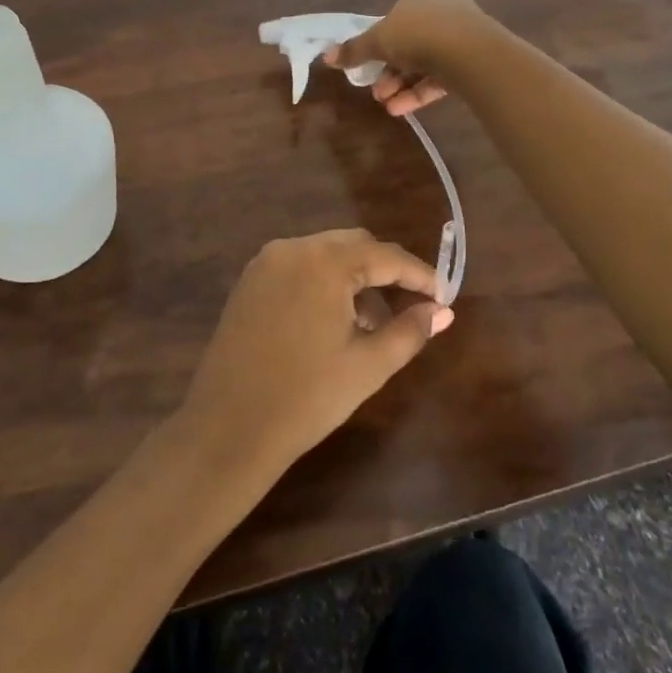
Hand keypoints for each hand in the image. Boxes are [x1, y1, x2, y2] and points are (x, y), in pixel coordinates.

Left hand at [178, 229, 452, 473]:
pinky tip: (335, 322)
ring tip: (373, 324)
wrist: (228, 426)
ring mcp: (267, 262)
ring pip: (325, 254)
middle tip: (412, 306)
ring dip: (354, 278)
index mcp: (324, 262)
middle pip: (353, 245)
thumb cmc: (307, 397)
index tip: (443, 296)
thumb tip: (443, 311)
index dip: (418, 274)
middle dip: (386, 271)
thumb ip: (410, 331)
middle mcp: (293, 248)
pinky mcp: (250, 280)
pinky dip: (324, 283)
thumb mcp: (368, 365)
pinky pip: (299, 268)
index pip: (384, 256)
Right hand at [324, 0, 487, 115]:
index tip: (368, 61)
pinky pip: (443, 75)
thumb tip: (326, 57)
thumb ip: (353, 50)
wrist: (470, 52)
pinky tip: (403, 110)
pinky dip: (422, 91)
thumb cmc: (417, 34)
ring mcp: (462, 33)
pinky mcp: (475, 58)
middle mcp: (443, 7)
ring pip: (425, 60)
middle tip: (375, 91)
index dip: (379, 38)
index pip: (395, 13)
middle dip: (389, 70)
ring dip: (402, 84)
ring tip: (387, 105)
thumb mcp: (377, 41)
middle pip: (409, 41)